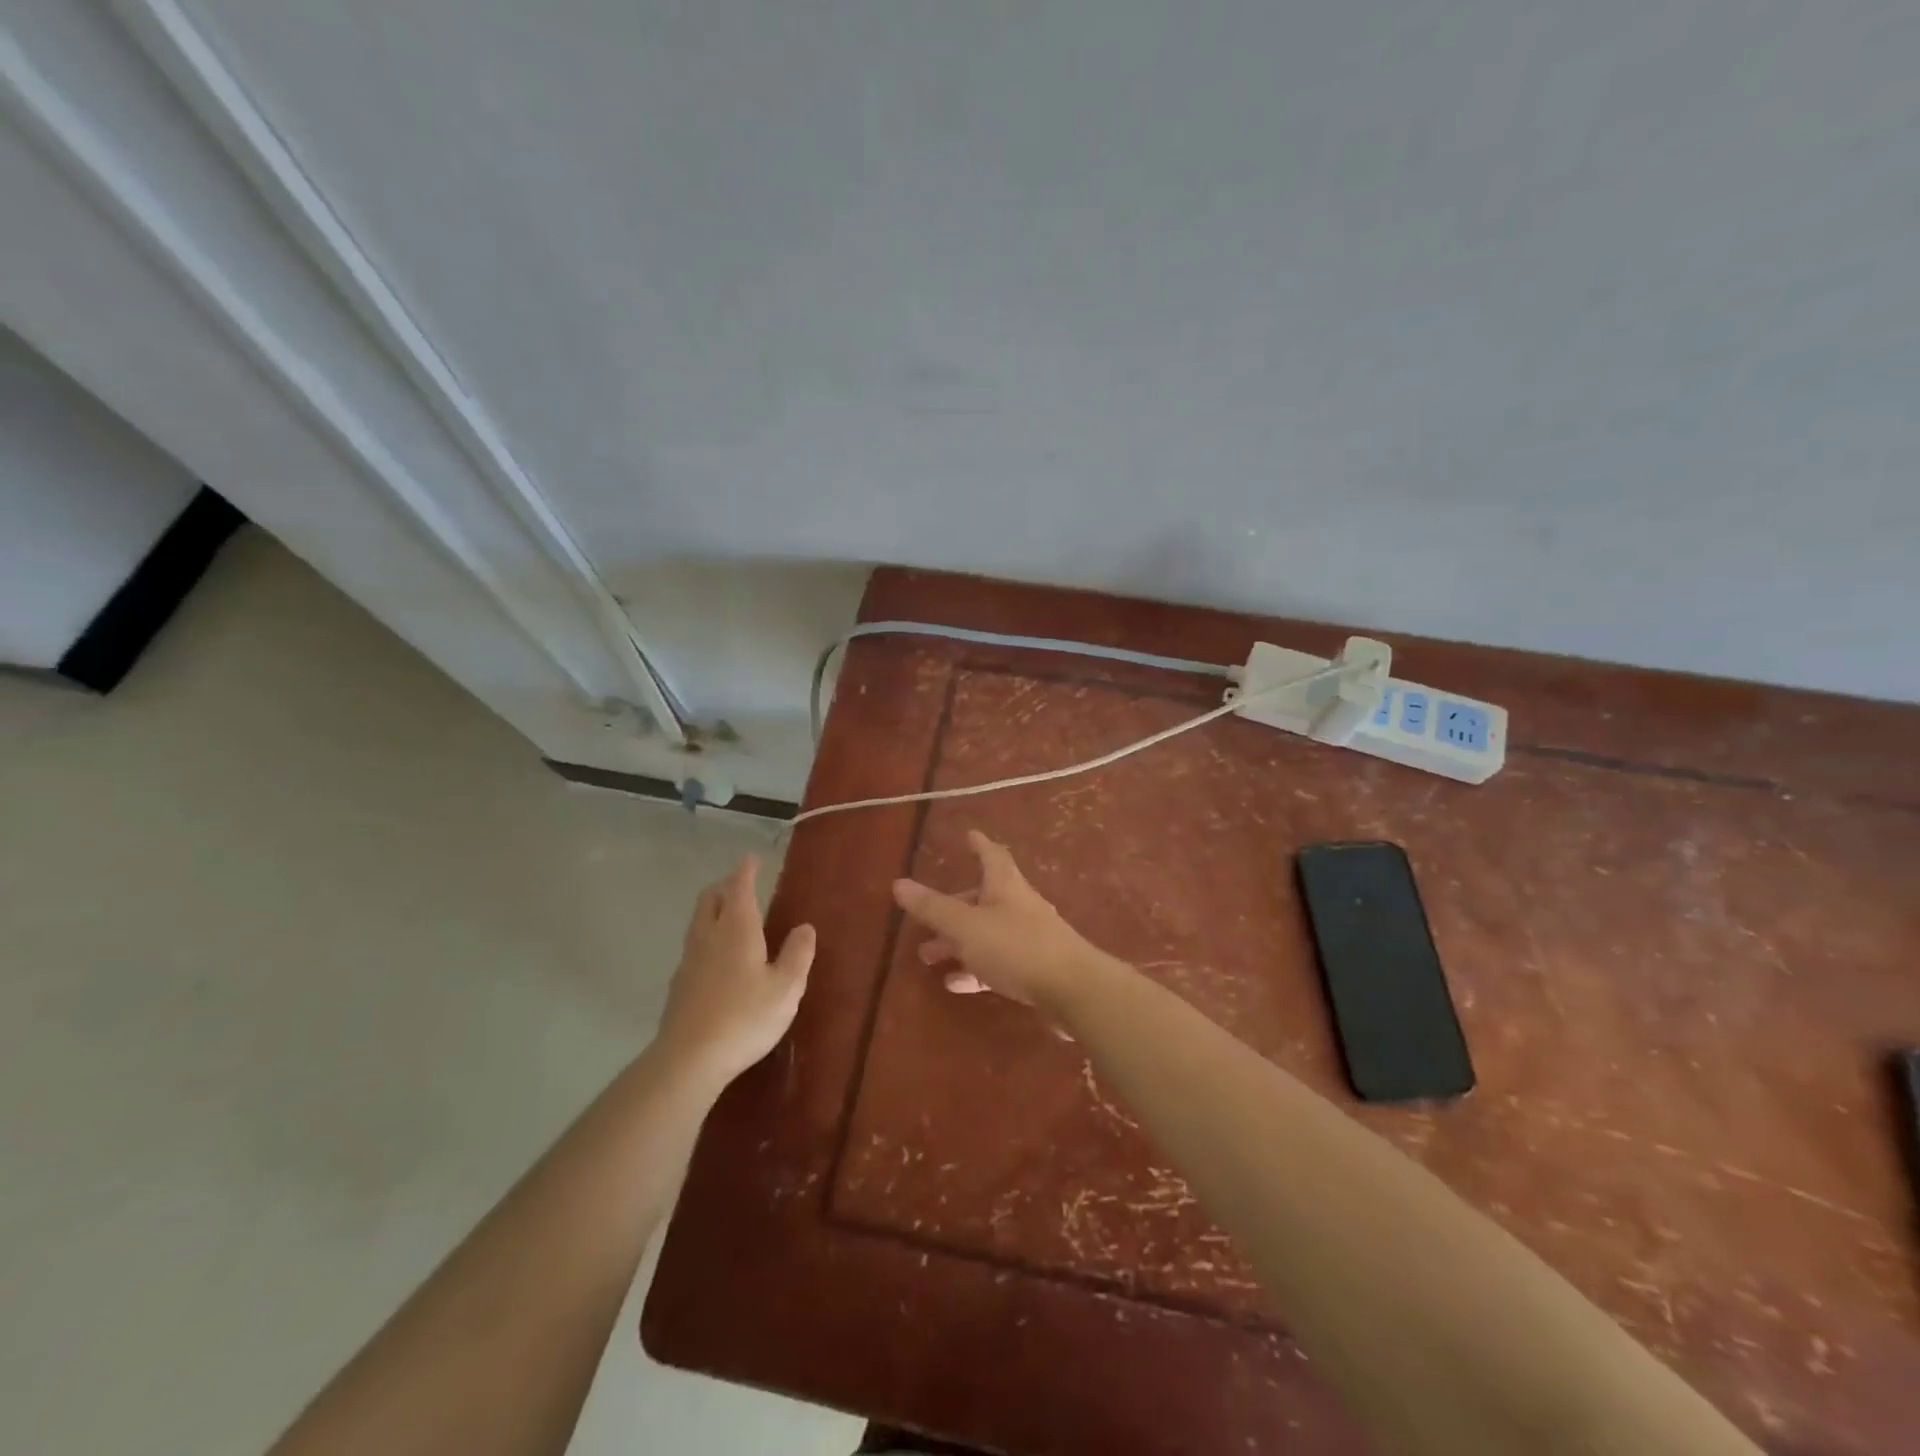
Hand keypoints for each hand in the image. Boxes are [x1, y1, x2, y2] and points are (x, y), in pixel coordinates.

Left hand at [656, 856, 814, 1085]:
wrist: (689, 1059)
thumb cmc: (745, 1017)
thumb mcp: (786, 987)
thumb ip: (798, 954)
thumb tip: (805, 927)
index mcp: (737, 929)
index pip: (739, 888)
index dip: (745, 871)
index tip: (751, 859)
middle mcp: (709, 936)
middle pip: (710, 899)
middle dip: (724, 886)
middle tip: (740, 884)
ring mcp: (689, 960)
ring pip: (699, 922)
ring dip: (713, 910)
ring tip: (729, 915)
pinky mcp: (679, 985)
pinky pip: (694, 946)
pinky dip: (707, 937)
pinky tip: (717, 957)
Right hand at [892, 830, 1106, 1012]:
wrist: (1073, 989)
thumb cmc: (1016, 947)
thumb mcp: (966, 927)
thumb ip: (933, 908)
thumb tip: (898, 883)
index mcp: (1005, 885)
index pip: (991, 855)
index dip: (978, 844)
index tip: (969, 835)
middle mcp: (1019, 905)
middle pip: (983, 897)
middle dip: (954, 905)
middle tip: (927, 917)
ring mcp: (1030, 937)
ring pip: (987, 932)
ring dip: (958, 942)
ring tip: (928, 956)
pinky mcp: (1035, 968)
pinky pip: (998, 961)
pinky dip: (975, 967)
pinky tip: (956, 984)